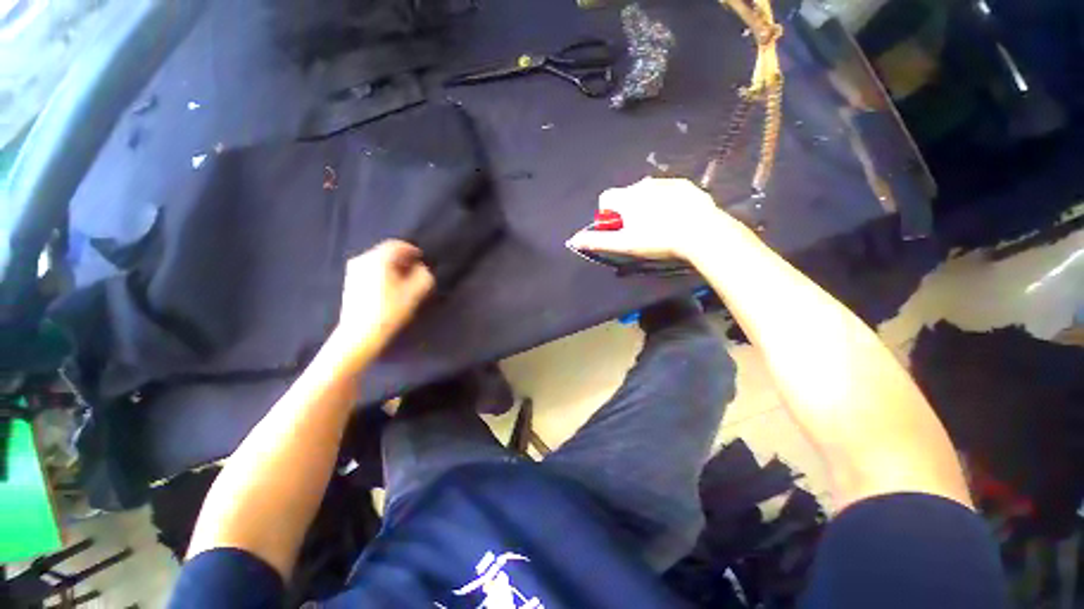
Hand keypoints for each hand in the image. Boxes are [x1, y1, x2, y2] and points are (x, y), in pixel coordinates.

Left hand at [332, 240, 433, 364]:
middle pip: (386, 252)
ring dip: (393, 267)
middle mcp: (362, 259)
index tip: (422, 259)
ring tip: (405, 280)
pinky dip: (383, 274)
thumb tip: (422, 268)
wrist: (359, 335)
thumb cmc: (390, 311)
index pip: (397, 245)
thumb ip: (424, 275)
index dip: (412, 250)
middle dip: (403, 259)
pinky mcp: (350, 283)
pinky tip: (390, 288)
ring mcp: (353, 271)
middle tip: (416, 270)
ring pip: (378, 262)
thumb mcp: (415, 293)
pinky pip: (370, 270)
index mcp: (378, 259)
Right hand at [566, 178, 734, 261]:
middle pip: (626, 196)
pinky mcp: (684, 184)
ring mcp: (665, 182)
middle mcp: (642, 184)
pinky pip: (667, 191)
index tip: (620, 229)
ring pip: (647, 193)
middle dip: (629, 211)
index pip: (606, 199)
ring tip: (661, 226)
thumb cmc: (658, 239)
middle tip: (642, 232)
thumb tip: (574, 240)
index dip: (609, 215)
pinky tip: (676, 217)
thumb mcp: (625, 244)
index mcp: (626, 197)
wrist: (701, 232)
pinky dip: (666, 202)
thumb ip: (598, 241)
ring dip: (647, 206)